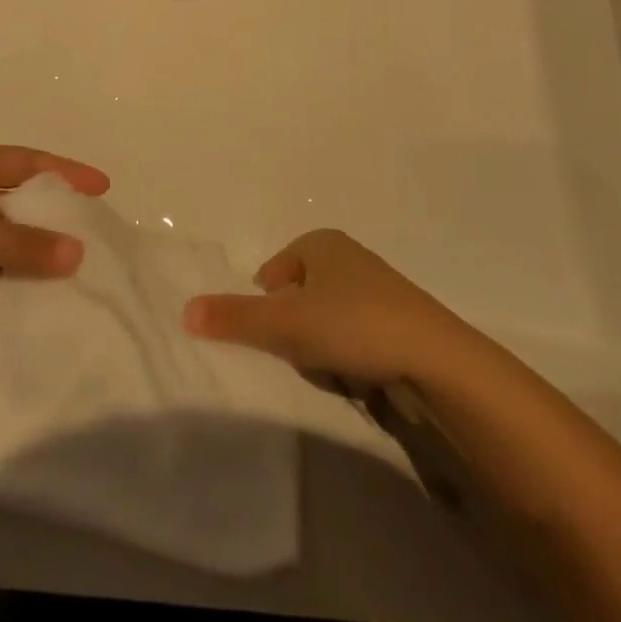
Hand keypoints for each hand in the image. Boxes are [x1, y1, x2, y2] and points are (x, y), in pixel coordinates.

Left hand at [0, 146, 108, 334]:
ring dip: (44, 267)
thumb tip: (77, 253)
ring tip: (88, 281)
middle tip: (102, 242)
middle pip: (25, 213)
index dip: (63, 173)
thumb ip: (19, 242)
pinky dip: (23, 299)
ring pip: (17, 255)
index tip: (101, 187)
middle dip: (59, 226)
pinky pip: (1, 290)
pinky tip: (52, 309)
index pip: (26, 165)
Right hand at [183, 229, 467, 384]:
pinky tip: (358, 379)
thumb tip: (184, 310)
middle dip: (295, 330)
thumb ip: (234, 318)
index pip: (273, 272)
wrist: (437, 361)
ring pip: (325, 322)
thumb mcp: (286, 323)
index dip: (268, 306)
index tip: (277, 336)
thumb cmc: (354, 325)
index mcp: (321, 242)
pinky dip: (349, 359)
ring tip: (333, 370)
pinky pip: (354, 339)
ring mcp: (377, 291)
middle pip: (298, 299)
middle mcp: (348, 258)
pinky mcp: (397, 324)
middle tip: (302, 355)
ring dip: (321, 348)